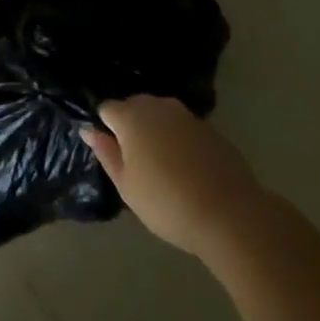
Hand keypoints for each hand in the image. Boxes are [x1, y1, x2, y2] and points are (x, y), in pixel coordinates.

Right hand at [81, 96, 259, 258]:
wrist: (230, 214)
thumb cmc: (166, 202)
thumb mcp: (126, 185)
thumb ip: (106, 153)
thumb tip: (89, 130)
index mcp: (131, 117)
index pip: (107, 108)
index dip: (105, 128)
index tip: (111, 153)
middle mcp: (158, 106)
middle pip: (134, 106)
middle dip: (130, 126)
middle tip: (134, 161)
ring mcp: (187, 115)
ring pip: (160, 115)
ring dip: (155, 131)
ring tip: (160, 164)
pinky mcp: (211, 129)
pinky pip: (183, 127)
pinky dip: (179, 140)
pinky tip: (186, 168)